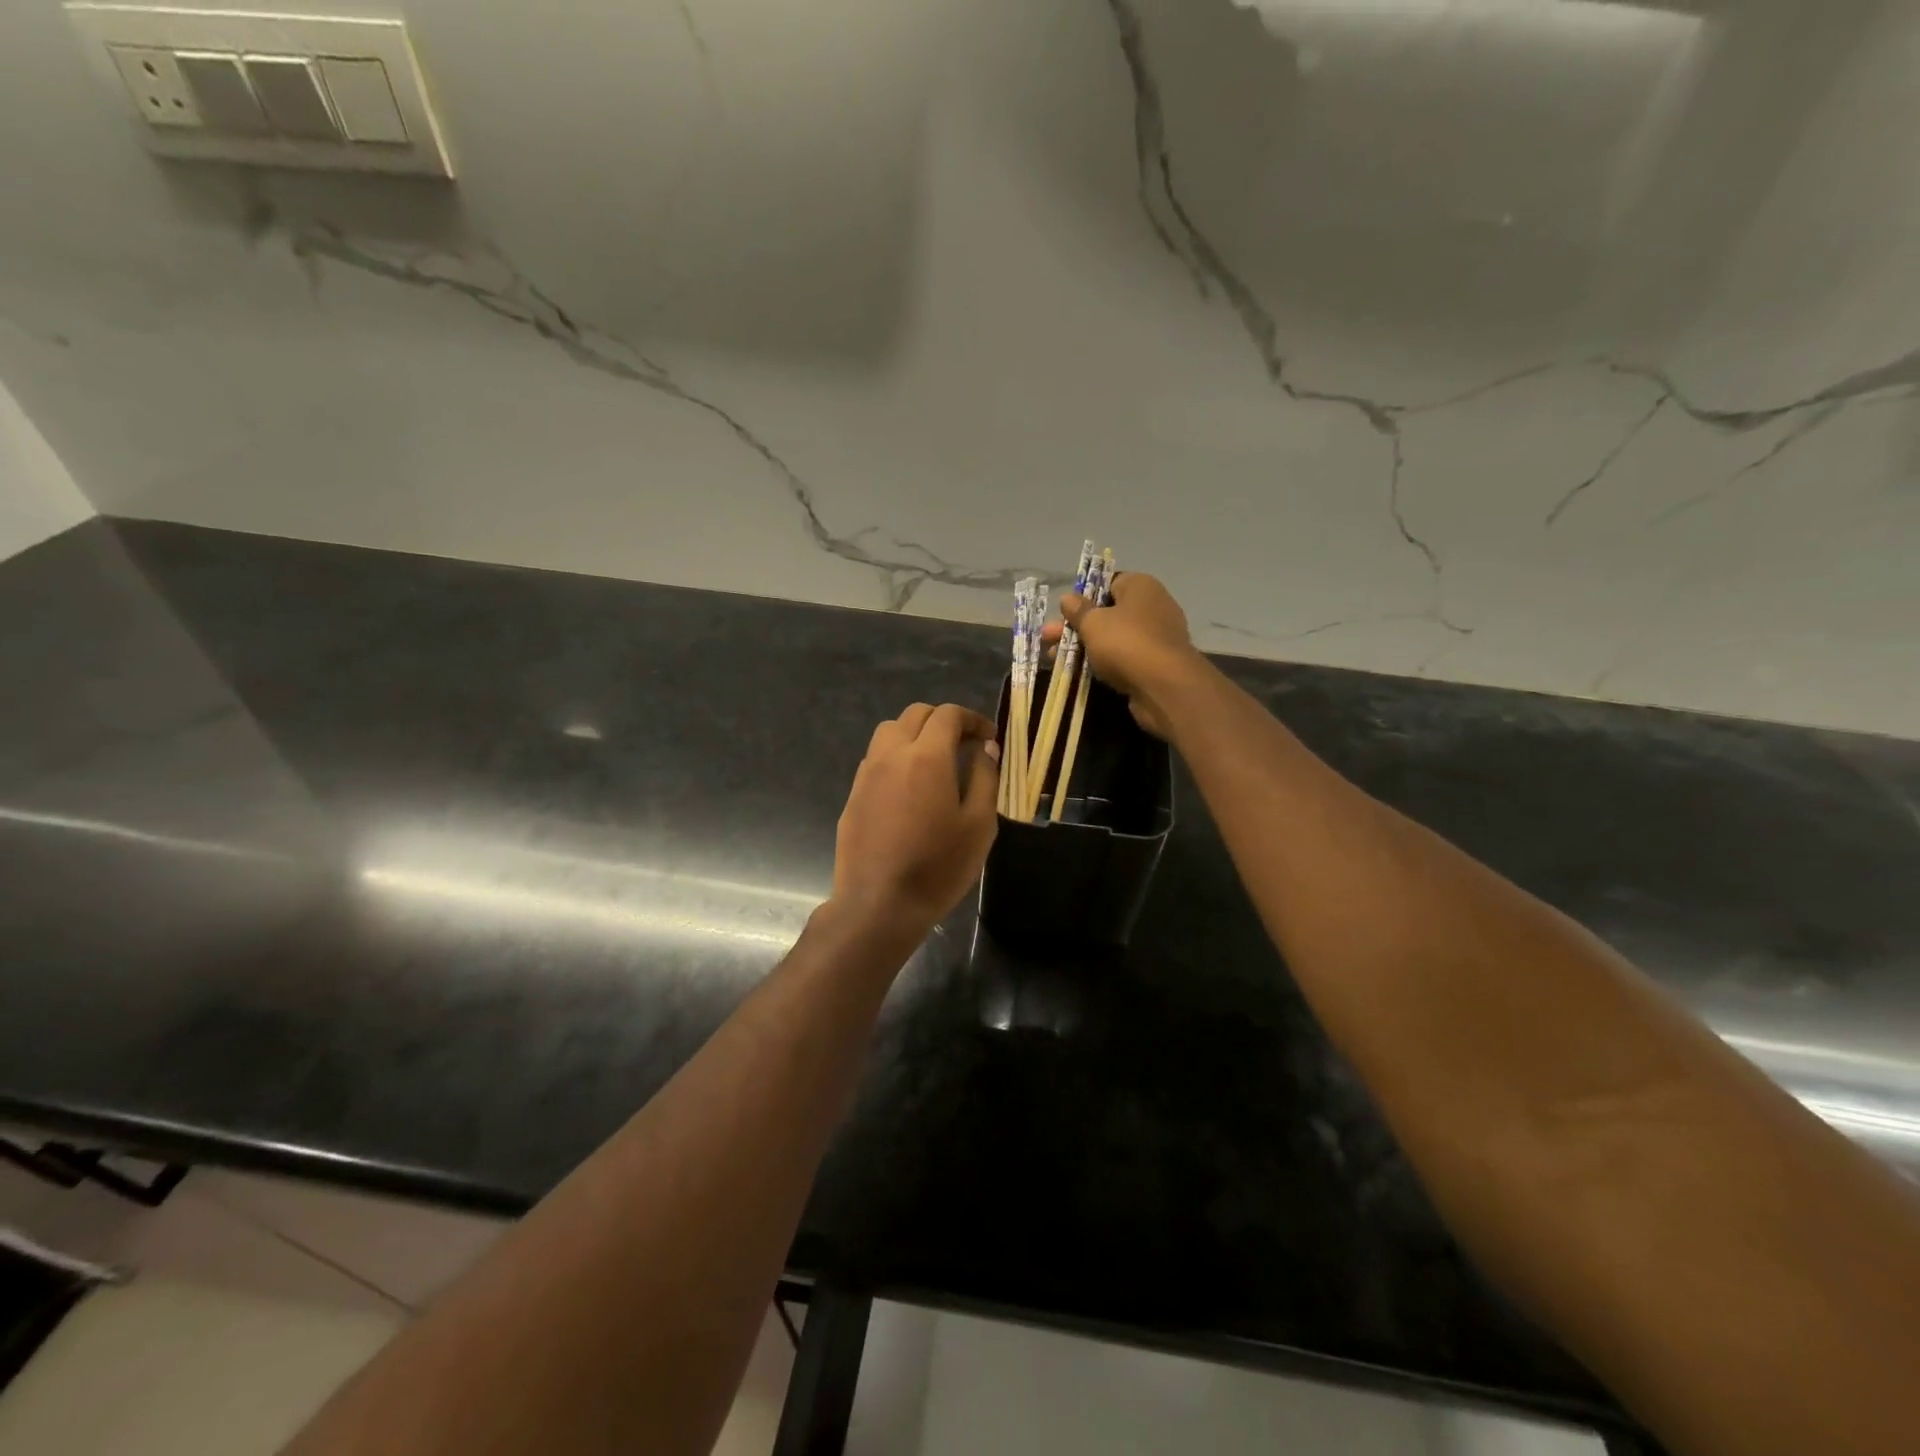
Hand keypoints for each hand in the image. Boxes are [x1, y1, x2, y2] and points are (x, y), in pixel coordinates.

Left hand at [832, 703, 999, 938]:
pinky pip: (876, 759)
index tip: (989, 738)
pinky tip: (910, 788)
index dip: (972, 719)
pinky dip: (896, 756)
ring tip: (936, 762)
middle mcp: (891, 755)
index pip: (948, 715)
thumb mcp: (978, 825)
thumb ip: (985, 777)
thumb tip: (985, 748)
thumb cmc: (938, 867)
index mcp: (926, 757)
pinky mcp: (853, 795)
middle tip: (966, 745)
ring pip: (889, 731)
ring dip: (915, 734)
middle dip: (944, 721)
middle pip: (915, 714)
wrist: (879, 905)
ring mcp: (866, 774)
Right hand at [1044, 573, 1201, 738]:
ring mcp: (1156, 637)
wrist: (1165, 687)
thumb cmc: (1126, 643)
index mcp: (1141, 586)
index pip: (1108, 582)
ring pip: (1113, 637)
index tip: (1064, 612)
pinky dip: (1102, 662)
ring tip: (1053, 658)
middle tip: (1048, 638)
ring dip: (1084, 646)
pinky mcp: (1155, 664)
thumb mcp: (1093, 623)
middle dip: (1075, 626)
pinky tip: (1078, 672)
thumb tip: (1068, 598)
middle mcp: (1153, 606)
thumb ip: (1078, 610)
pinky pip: (1123, 657)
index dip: (1083, 596)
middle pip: (1107, 612)